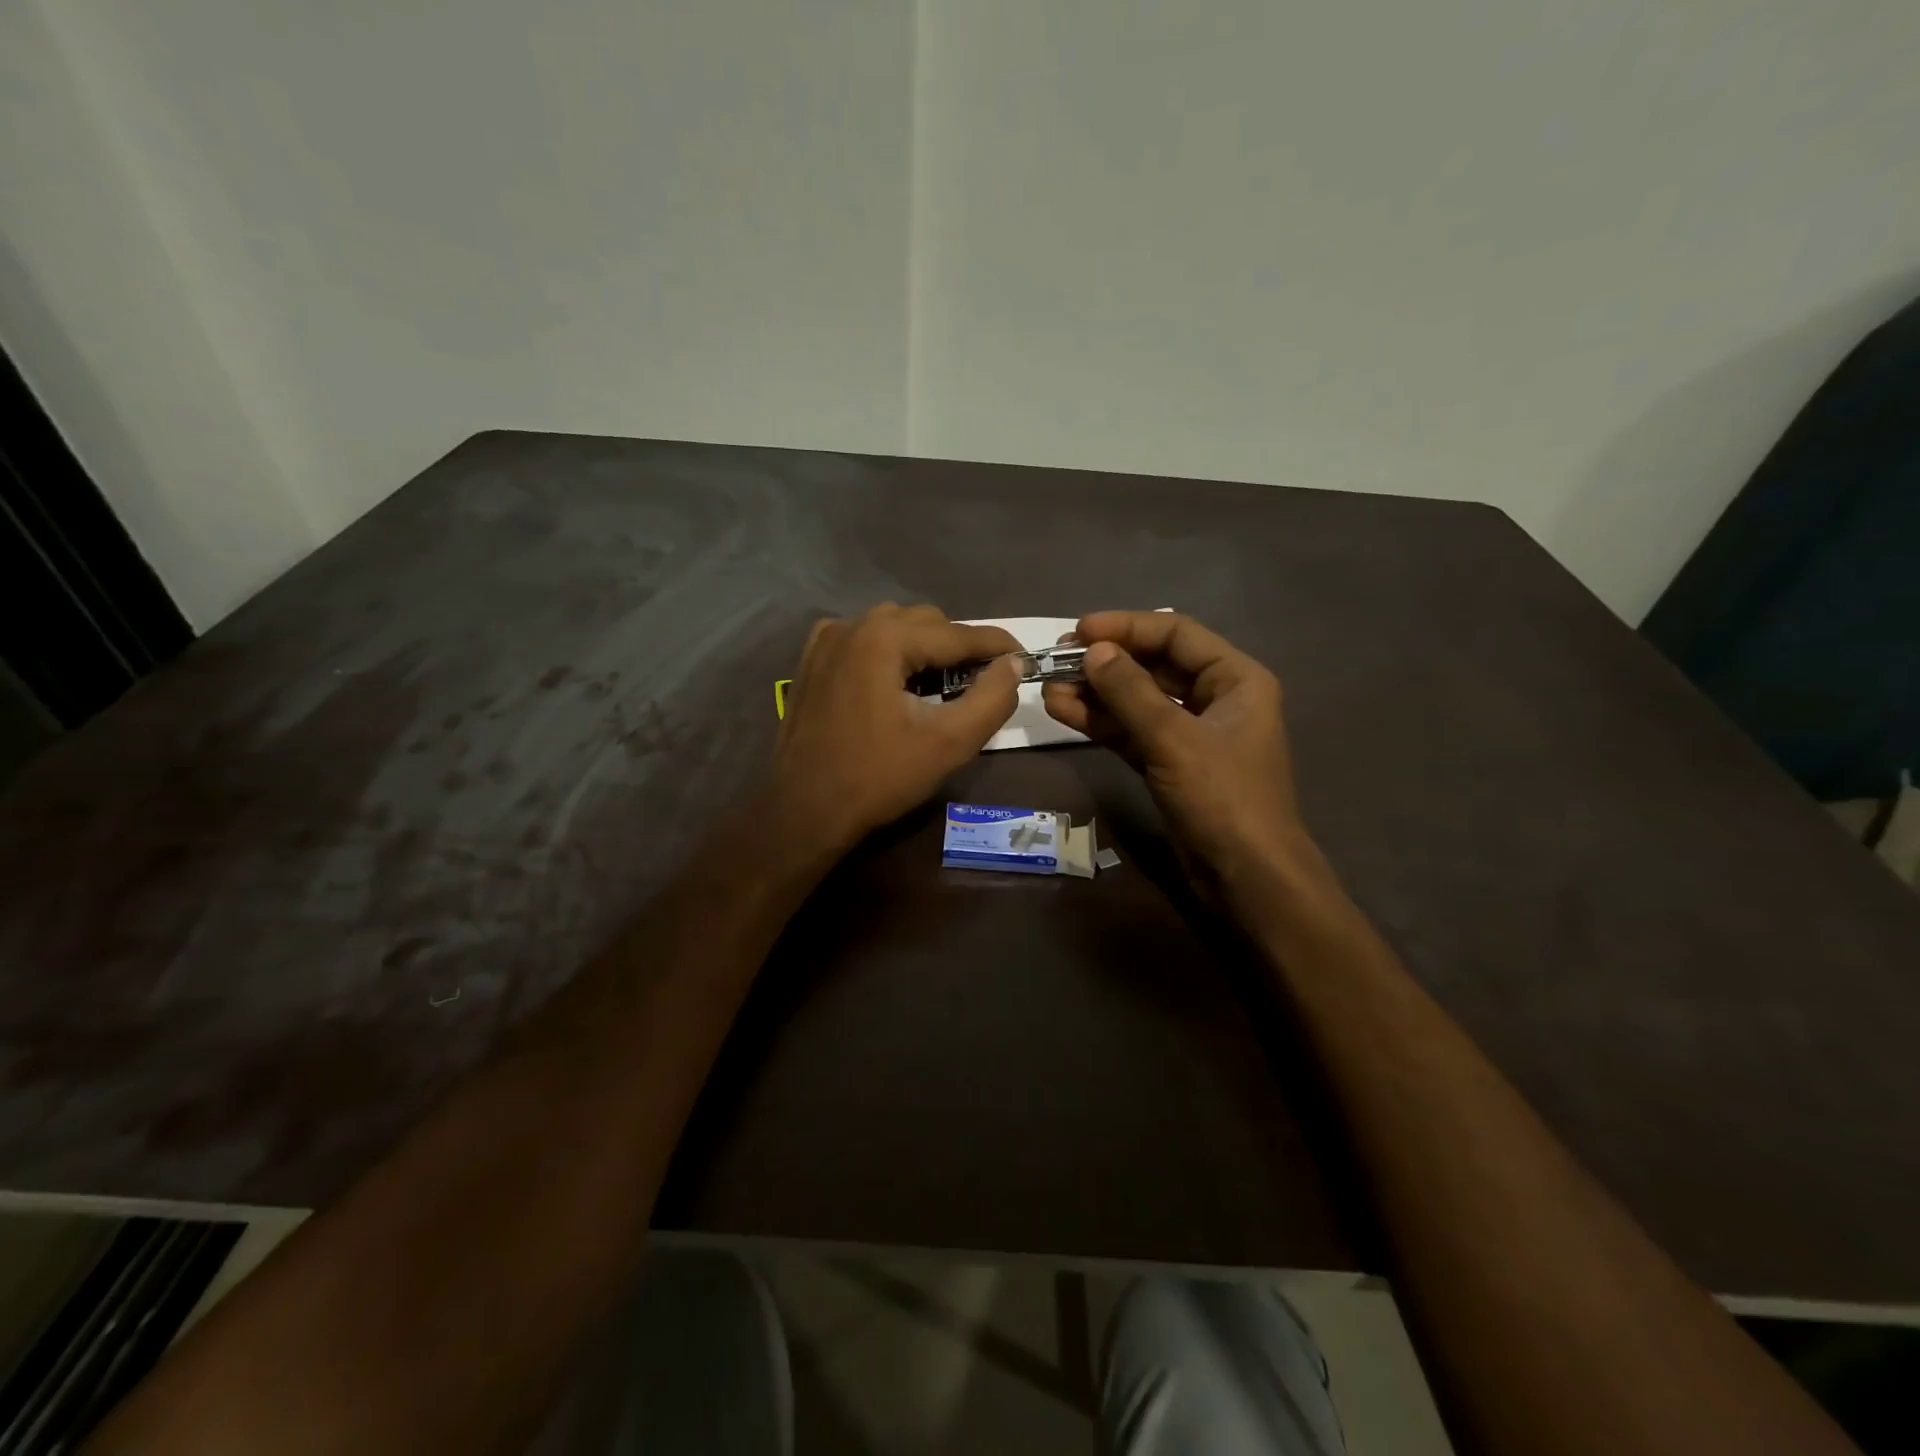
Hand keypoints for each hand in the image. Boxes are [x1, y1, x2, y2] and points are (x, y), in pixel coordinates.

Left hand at [774, 604, 1020, 849]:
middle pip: (926, 623)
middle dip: (959, 648)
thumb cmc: (879, 777)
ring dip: (925, 648)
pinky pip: (865, 640)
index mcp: (884, 638)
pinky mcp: (812, 661)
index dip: (997, 646)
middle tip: (982, 683)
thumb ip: (992, 698)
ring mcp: (826, 640)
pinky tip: (897, 684)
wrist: (805, 809)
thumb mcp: (949, 743)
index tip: (1027, 658)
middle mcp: (853, 625)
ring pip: (895, 627)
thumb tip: (1013, 664)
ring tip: (942, 686)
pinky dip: (890, 653)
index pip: (957, 633)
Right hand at [1042, 611, 1311, 890]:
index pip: (1176, 634)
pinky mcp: (1170, 764)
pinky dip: (1101, 723)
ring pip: (1137, 701)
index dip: (1127, 627)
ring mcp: (1191, 734)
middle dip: (1106, 663)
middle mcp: (1215, 698)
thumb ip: (1130, 691)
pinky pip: (1132, 732)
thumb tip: (1092, 650)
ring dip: (1096, 694)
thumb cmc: (1222, 798)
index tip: (1080, 630)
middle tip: (1058, 659)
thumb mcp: (1173, 739)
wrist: (1246, 878)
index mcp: (1236, 679)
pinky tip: (1063, 711)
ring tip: (1049, 688)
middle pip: (1154, 666)